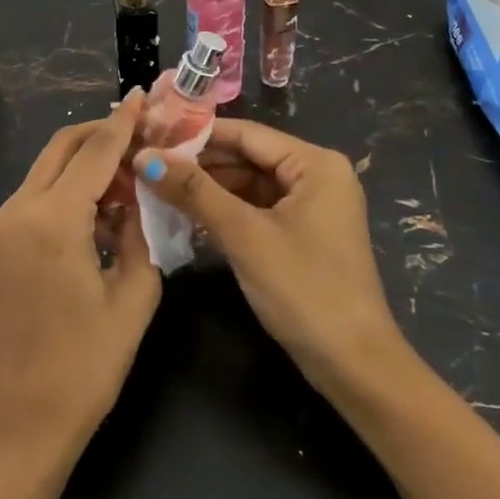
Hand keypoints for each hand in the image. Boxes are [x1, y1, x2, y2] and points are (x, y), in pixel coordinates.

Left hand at [0, 90, 162, 454]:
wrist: (21, 419)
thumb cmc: (86, 365)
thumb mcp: (134, 294)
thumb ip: (140, 232)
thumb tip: (138, 196)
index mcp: (54, 219)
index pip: (96, 151)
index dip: (124, 121)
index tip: (147, 95)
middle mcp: (22, 209)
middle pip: (65, 146)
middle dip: (104, 131)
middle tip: (146, 131)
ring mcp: (6, 224)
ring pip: (51, 166)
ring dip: (89, 159)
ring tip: (135, 171)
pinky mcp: (4, 241)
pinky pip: (43, 193)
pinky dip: (73, 185)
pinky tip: (107, 203)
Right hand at [137, 120, 401, 392]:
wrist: (354, 365)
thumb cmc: (304, 289)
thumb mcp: (245, 235)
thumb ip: (194, 192)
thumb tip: (145, 157)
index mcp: (315, 163)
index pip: (246, 133)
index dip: (196, 134)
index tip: (151, 134)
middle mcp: (318, 174)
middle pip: (248, 157)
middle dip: (199, 163)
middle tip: (147, 163)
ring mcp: (312, 205)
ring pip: (250, 184)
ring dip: (208, 188)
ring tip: (157, 185)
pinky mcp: (303, 233)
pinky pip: (258, 208)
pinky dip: (226, 210)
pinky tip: (187, 213)